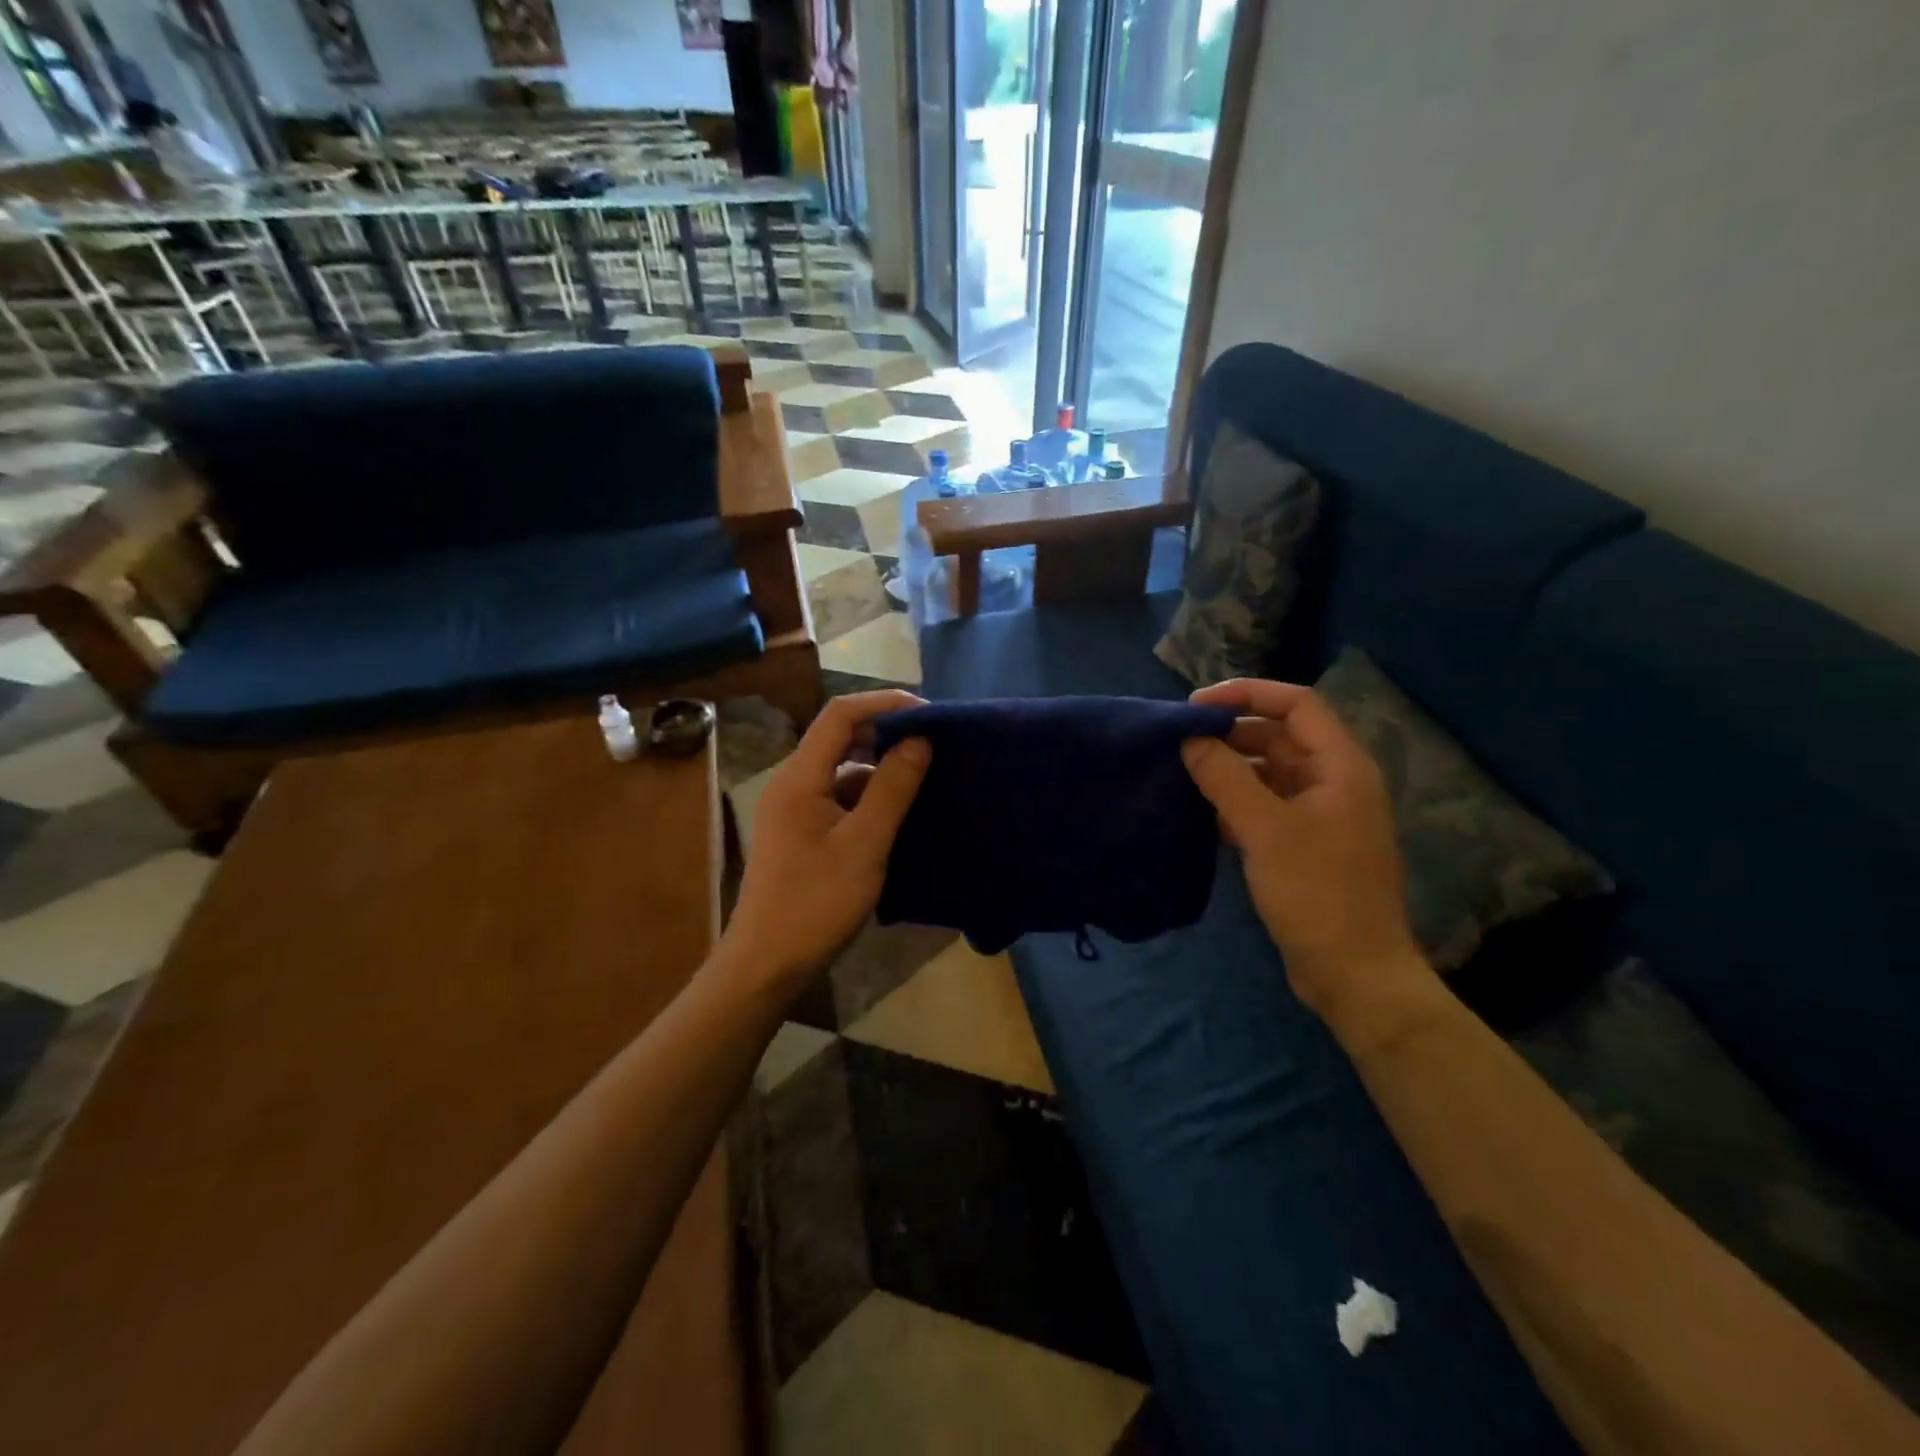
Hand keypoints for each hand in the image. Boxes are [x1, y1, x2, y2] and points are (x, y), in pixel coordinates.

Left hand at [723, 691, 931, 997]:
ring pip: (841, 770)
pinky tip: (898, 815)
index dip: (885, 703)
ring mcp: (794, 809)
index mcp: (800, 776)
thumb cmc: (816, 902)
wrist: (767, 965)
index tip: (930, 715)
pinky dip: (869, 797)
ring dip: (880, 768)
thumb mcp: (865, 844)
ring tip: (924, 779)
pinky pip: (839, 798)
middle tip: (933, 745)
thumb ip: (892, 788)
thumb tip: (919, 739)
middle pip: (840, 737)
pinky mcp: (801, 833)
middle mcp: (792, 782)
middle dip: (887, 734)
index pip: (841, 713)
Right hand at [1181, 679, 1431, 1024]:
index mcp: (1340, 766)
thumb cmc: (1315, 893)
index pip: (1296, 704)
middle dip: (1230, 734)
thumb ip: (1224, 777)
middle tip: (1179, 743)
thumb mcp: (1264, 829)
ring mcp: (1319, 814)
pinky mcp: (1303, 844)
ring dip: (1228, 769)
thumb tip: (1189, 740)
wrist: (1352, 973)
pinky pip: (1265, 805)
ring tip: (1181, 774)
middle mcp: (1333, 781)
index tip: (1195, 706)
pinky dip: (1234, 802)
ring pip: (1268, 772)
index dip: (1247, 694)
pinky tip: (1200, 812)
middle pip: (1278, 737)